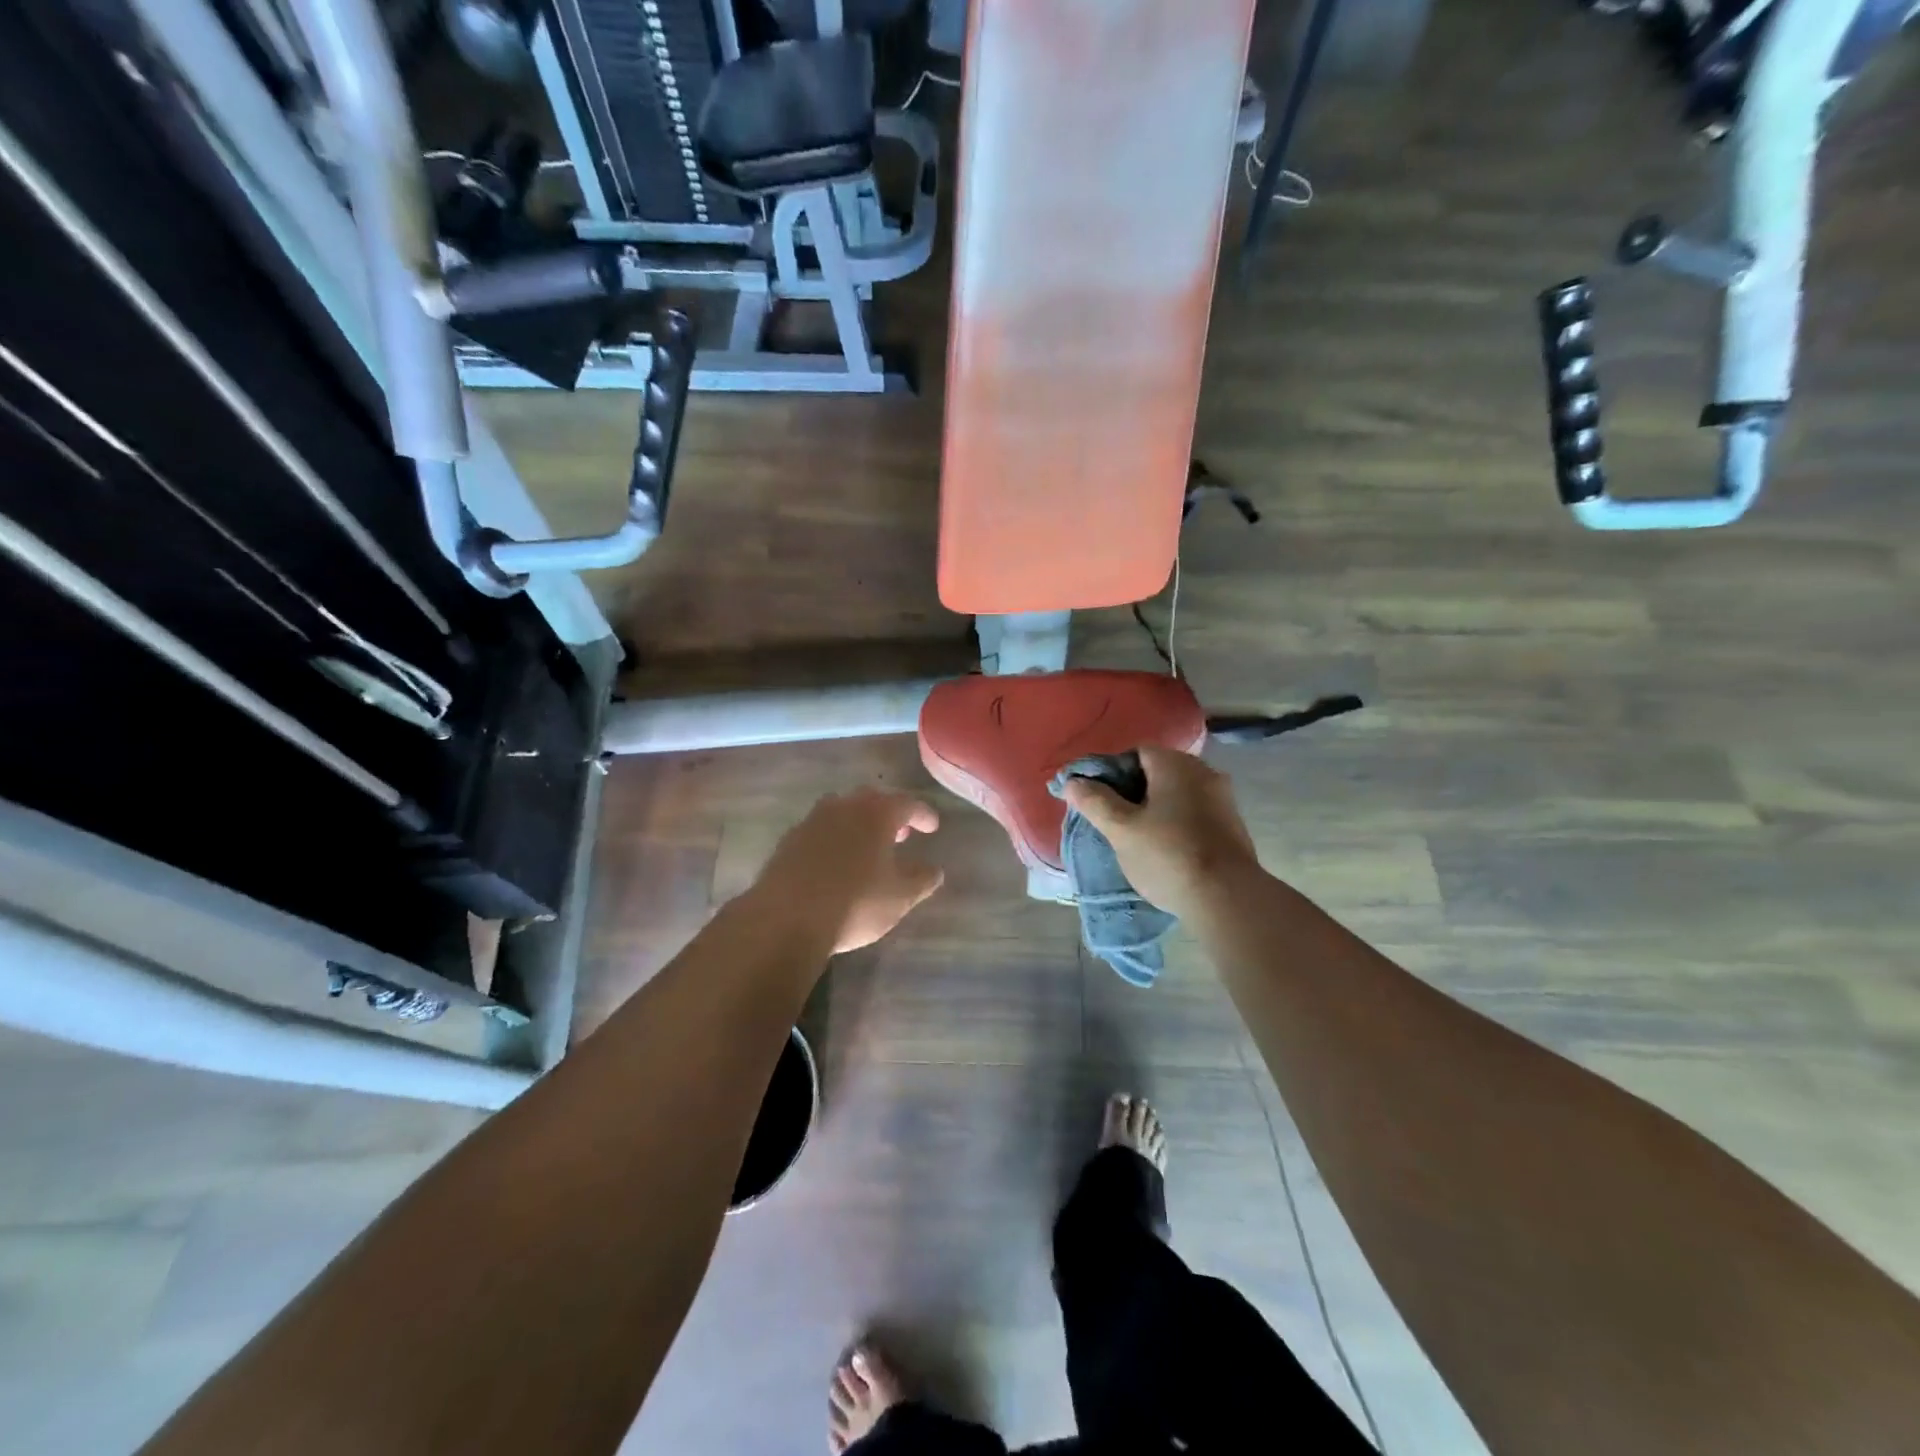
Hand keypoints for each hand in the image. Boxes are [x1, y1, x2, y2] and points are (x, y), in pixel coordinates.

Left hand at [752, 789, 945, 953]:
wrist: (786, 919)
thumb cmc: (855, 904)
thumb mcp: (900, 897)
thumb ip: (922, 879)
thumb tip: (934, 869)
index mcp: (876, 814)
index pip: (908, 804)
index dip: (923, 814)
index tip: (933, 827)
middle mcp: (843, 807)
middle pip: (872, 800)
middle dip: (889, 813)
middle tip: (901, 832)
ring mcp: (812, 821)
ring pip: (842, 811)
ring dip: (858, 823)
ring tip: (868, 845)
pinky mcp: (789, 841)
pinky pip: (819, 830)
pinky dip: (834, 838)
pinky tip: (835, 861)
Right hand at [1061, 747, 1259, 918]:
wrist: (1227, 898)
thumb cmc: (1168, 855)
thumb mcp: (1121, 830)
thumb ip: (1095, 801)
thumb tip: (1073, 781)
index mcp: (1175, 764)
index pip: (1136, 752)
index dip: (1113, 772)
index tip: (1099, 799)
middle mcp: (1204, 771)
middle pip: (1158, 772)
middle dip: (1134, 792)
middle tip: (1114, 820)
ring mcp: (1223, 798)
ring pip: (1178, 794)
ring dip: (1157, 809)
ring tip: (1138, 837)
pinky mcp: (1233, 825)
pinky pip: (1195, 813)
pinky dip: (1178, 822)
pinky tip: (1166, 849)